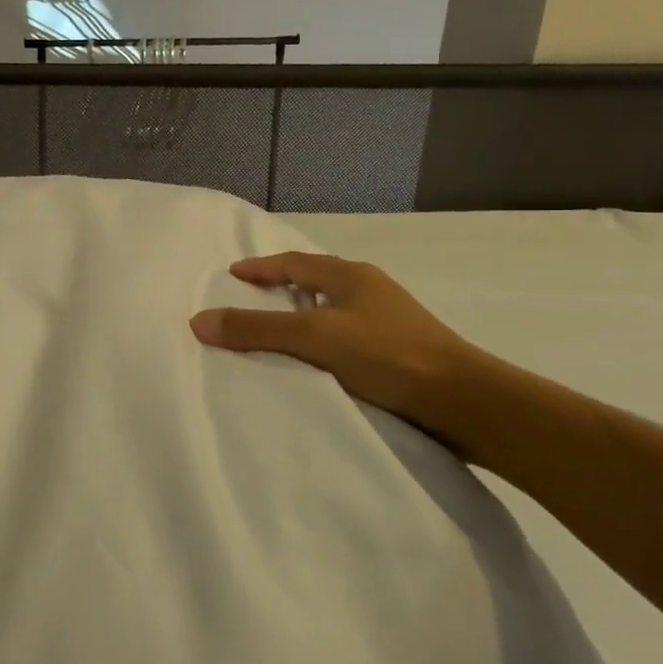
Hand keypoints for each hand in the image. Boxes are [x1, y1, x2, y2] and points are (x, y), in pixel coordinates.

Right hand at [191, 252, 482, 433]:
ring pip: (334, 310)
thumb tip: (198, 321)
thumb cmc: (387, 355)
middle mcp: (371, 291)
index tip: (233, 273)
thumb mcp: (314, 337)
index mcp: (351, 276)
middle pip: (316, 281)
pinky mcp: (400, 352)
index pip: (295, 263)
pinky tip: (316, 364)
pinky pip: (348, 337)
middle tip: (250, 299)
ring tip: (277, 334)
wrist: (464, 401)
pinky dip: (323, 342)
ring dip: (305, 316)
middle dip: (283, 287)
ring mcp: (390, 321)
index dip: (262, 267)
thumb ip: (257, 329)